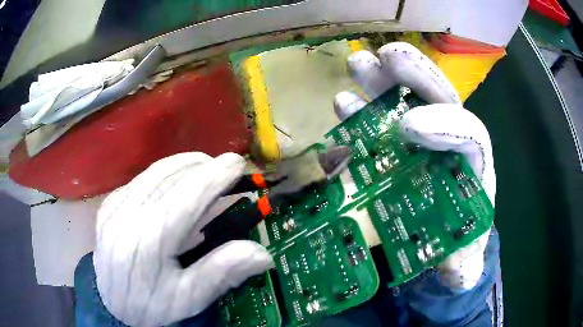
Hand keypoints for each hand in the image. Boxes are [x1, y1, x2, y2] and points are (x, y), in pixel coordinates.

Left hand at [93, 152, 271, 326]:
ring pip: (154, 172)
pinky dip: (165, 174)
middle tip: (226, 169)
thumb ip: (222, 272)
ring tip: (206, 170)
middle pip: (169, 178)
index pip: (185, 199)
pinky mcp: (109, 204)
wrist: (112, 303)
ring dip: (185, 165)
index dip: (213, 177)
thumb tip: (263, 255)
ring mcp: (114, 207)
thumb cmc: (153, 305)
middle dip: (203, 167)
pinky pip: (141, 179)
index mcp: (147, 243)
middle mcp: (126, 217)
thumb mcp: (189, 297)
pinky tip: (177, 184)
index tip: (238, 163)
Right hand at [334, 42, 495, 289]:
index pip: (471, 135)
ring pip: (406, 102)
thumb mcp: (462, 263)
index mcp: (473, 171)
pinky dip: (360, 114)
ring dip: (381, 83)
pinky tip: (341, 104)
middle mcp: (448, 148)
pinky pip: (377, 125)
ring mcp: (418, 145)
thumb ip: (463, 268)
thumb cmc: (457, 249)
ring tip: (357, 64)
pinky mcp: (393, 152)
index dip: (446, 125)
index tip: (409, 128)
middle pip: (440, 100)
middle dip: (415, 76)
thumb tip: (456, 268)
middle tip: (384, 57)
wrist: (441, 246)